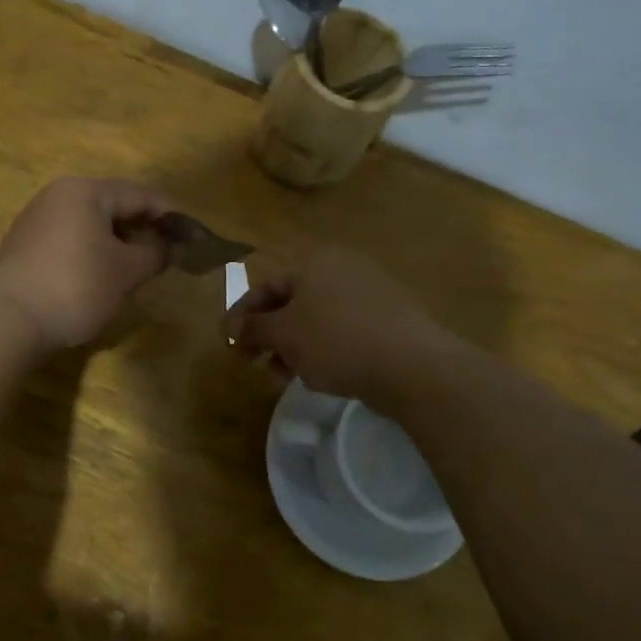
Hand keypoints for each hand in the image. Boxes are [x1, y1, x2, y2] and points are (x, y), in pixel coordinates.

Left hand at [0, 177, 173, 352]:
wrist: (7, 320)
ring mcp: (37, 220)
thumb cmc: (75, 286)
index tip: (190, 237)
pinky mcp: (25, 247)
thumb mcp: (126, 271)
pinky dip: (93, 254)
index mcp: (86, 191)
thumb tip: (168, 245)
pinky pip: (71, 241)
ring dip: (117, 244)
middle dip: (141, 230)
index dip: (169, 215)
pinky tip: (101, 280)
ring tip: (137, 271)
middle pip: (113, 206)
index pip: (140, 194)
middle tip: (165, 257)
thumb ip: (154, 253)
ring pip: (91, 225)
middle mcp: (59, 195)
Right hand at [226, 246, 456, 406]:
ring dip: (294, 348)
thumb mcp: (284, 335)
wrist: (411, 365)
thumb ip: (254, 329)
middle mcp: (344, 269)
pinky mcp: (390, 320)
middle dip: (270, 336)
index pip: (266, 287)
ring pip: (318, 321)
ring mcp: (371, 294)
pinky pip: (344, 332)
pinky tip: (322, 376)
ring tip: (285, 377)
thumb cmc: (336, 340)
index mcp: (316, 263)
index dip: (243, 316)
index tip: (229, 344)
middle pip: (292, 304)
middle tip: (254, 363)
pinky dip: (324, 350)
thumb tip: (232, 328)